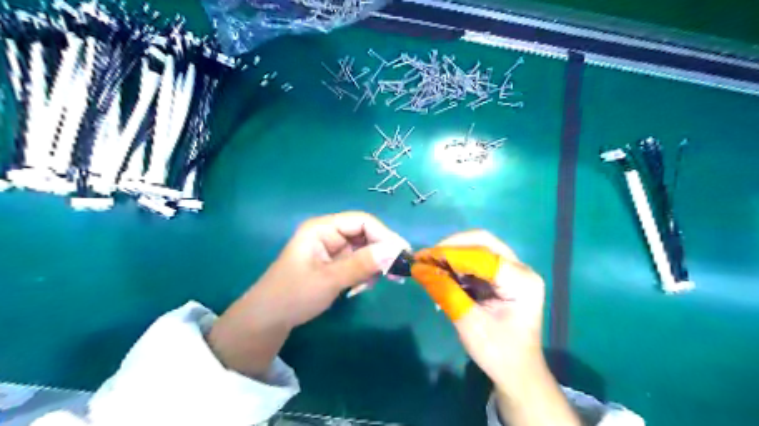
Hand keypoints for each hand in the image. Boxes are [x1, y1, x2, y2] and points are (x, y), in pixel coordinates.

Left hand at [246, 211, 409, 327]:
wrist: (269, 320)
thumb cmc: (293, 295)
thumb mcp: (329, 280)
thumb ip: (362, 265)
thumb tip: (395, 251)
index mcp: (322, 228)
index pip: (362, 221)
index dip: (384, 235)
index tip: (402, 254)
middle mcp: (329, 233)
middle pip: (366, 234)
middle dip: (382, 252)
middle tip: (398, 272)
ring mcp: (332, 248)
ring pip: (365, 249)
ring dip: (376, 264)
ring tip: (377, 283)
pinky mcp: (335, 263)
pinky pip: (360, 261)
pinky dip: (367, 272)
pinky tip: (363, 286)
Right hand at [427, 231, 544, 386]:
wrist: (518, 372)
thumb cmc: (498, 352)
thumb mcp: (468, 324)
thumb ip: (445, 292)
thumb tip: (418, 269)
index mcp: (521, 281)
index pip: (482, 255)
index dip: (450, 253)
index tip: (422, 258)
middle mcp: (521, 269)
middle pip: (483, 242)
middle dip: (451, 247)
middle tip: (426, 257)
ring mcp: (514, 270)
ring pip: (479, 248)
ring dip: (453, 254)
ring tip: (430, 265)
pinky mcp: (504, 275)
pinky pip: (478, 259)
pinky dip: (459, 263)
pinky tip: (444, 272)